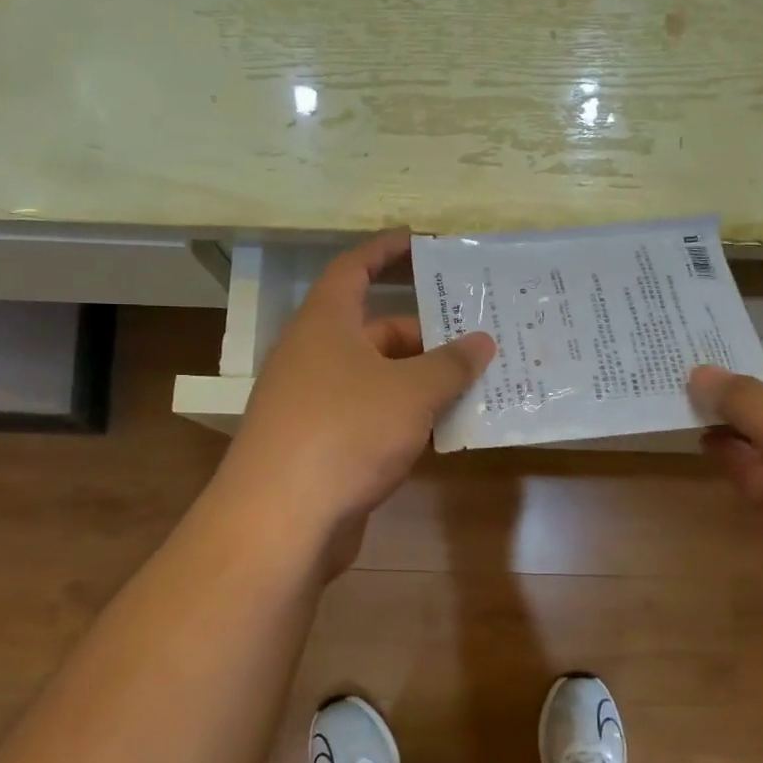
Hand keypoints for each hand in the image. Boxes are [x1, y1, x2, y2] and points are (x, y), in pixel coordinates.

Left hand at [219, 231, 495, 565]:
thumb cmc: (346, 431)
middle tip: (478, 338)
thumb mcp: (410, 392)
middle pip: (376, 330)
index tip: (420, 242)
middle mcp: (315, 356)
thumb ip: (450, 364)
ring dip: (421, 381)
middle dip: (426, 334)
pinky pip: (371, 417)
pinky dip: (405, 418)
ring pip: (378, 379)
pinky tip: (443, 432)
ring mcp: (314, 404)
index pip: (353, 269)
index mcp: (326, 324)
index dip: (385, 250)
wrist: (280, 520)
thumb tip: (482, 341)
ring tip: (475, 384)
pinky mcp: (321, 446)